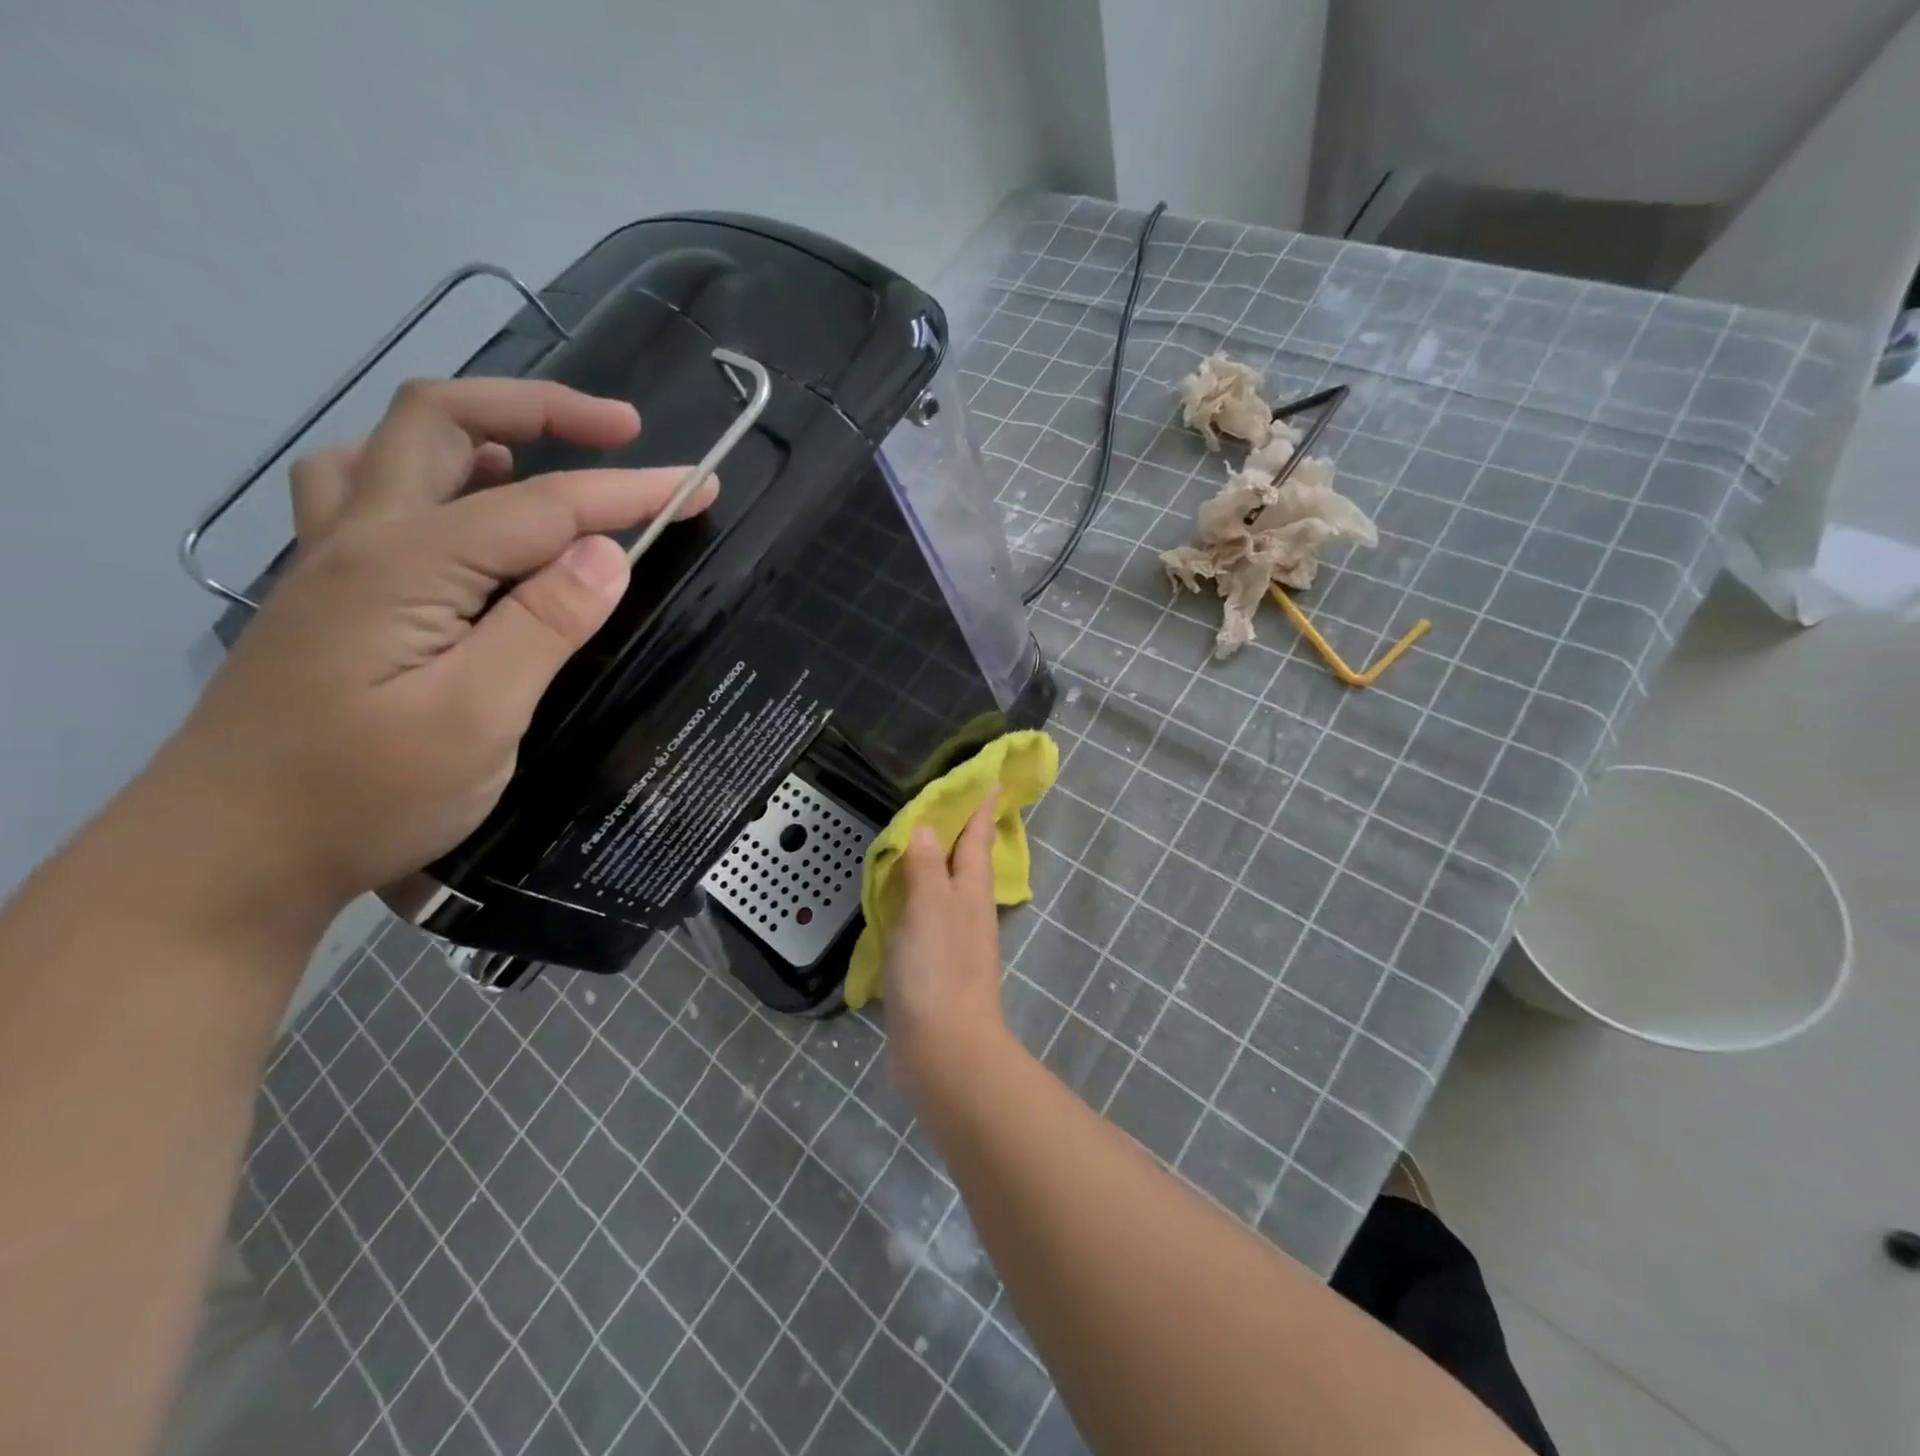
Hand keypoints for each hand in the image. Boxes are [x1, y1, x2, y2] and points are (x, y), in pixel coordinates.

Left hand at [158, 378, 716, 916]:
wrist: (232, 855)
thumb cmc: (365, 796)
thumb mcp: (477, 718)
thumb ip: (544, 625)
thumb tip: (609, 553)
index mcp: (406, 565)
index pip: (542, 506)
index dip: (628, 492)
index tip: (702, 487)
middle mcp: (361, 538)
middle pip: (444, 420)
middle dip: (543, 409)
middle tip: (622, 432)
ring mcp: (332, 561)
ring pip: (396, 447)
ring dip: (480, 432)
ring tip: (543, 462)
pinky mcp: (330, 593)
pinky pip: (373, 493)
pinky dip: (433, 476)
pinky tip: (465, 514)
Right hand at [883, 794, 1011, 1104]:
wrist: (944, 1051)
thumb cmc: (938, 971)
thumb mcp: (929, 907)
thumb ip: (927, 867)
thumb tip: (928, 828)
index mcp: (971, 891)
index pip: (978, 837)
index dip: (983, 807)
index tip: (993, 779)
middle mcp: (967, 911)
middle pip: (967, 862)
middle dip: (963, 832)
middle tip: (951, 804)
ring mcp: (953, 941)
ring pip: (946, 889)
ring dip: (937, 864)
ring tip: (921, 843)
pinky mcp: (934, 968)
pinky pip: (925, 919)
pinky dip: (916, 900)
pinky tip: (900, 901)